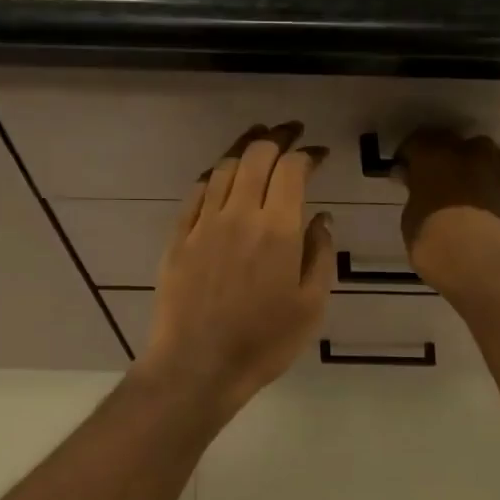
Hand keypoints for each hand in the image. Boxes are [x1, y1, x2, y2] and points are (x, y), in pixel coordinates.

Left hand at [139, 123, 334, 414]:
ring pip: (223, 168)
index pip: (292, 170)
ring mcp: (204, 224)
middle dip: (277, 137)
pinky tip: (221, 175)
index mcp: (278, 229)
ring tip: (258, 140)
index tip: (320, 155)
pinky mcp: (178, 237)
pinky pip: (196, 193)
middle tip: (291, 133)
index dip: (308, 154)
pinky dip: (213, 175)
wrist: (197, 366)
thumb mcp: (311, 305)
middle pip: (255, 156)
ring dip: (243, 148)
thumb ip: (321, 254)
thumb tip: (321, 217)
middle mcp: (239, 214)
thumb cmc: (263, 342)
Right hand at [395, 128, 499, 294]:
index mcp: (434, 154)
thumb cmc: (436, 243)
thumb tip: (412, 179)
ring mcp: (497, 166)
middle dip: (440, 158)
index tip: (403, 174)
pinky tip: (482, 202)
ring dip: (468, 168)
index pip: (416, 143)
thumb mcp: (411, 219)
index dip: (408, 158)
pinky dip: (488, 182)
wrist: (487, 266)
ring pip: (479, 156)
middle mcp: (468, 151)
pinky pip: (498, 174)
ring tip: (461, 192)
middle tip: (432, 182)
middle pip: (451, 144)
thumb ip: (414, 192)